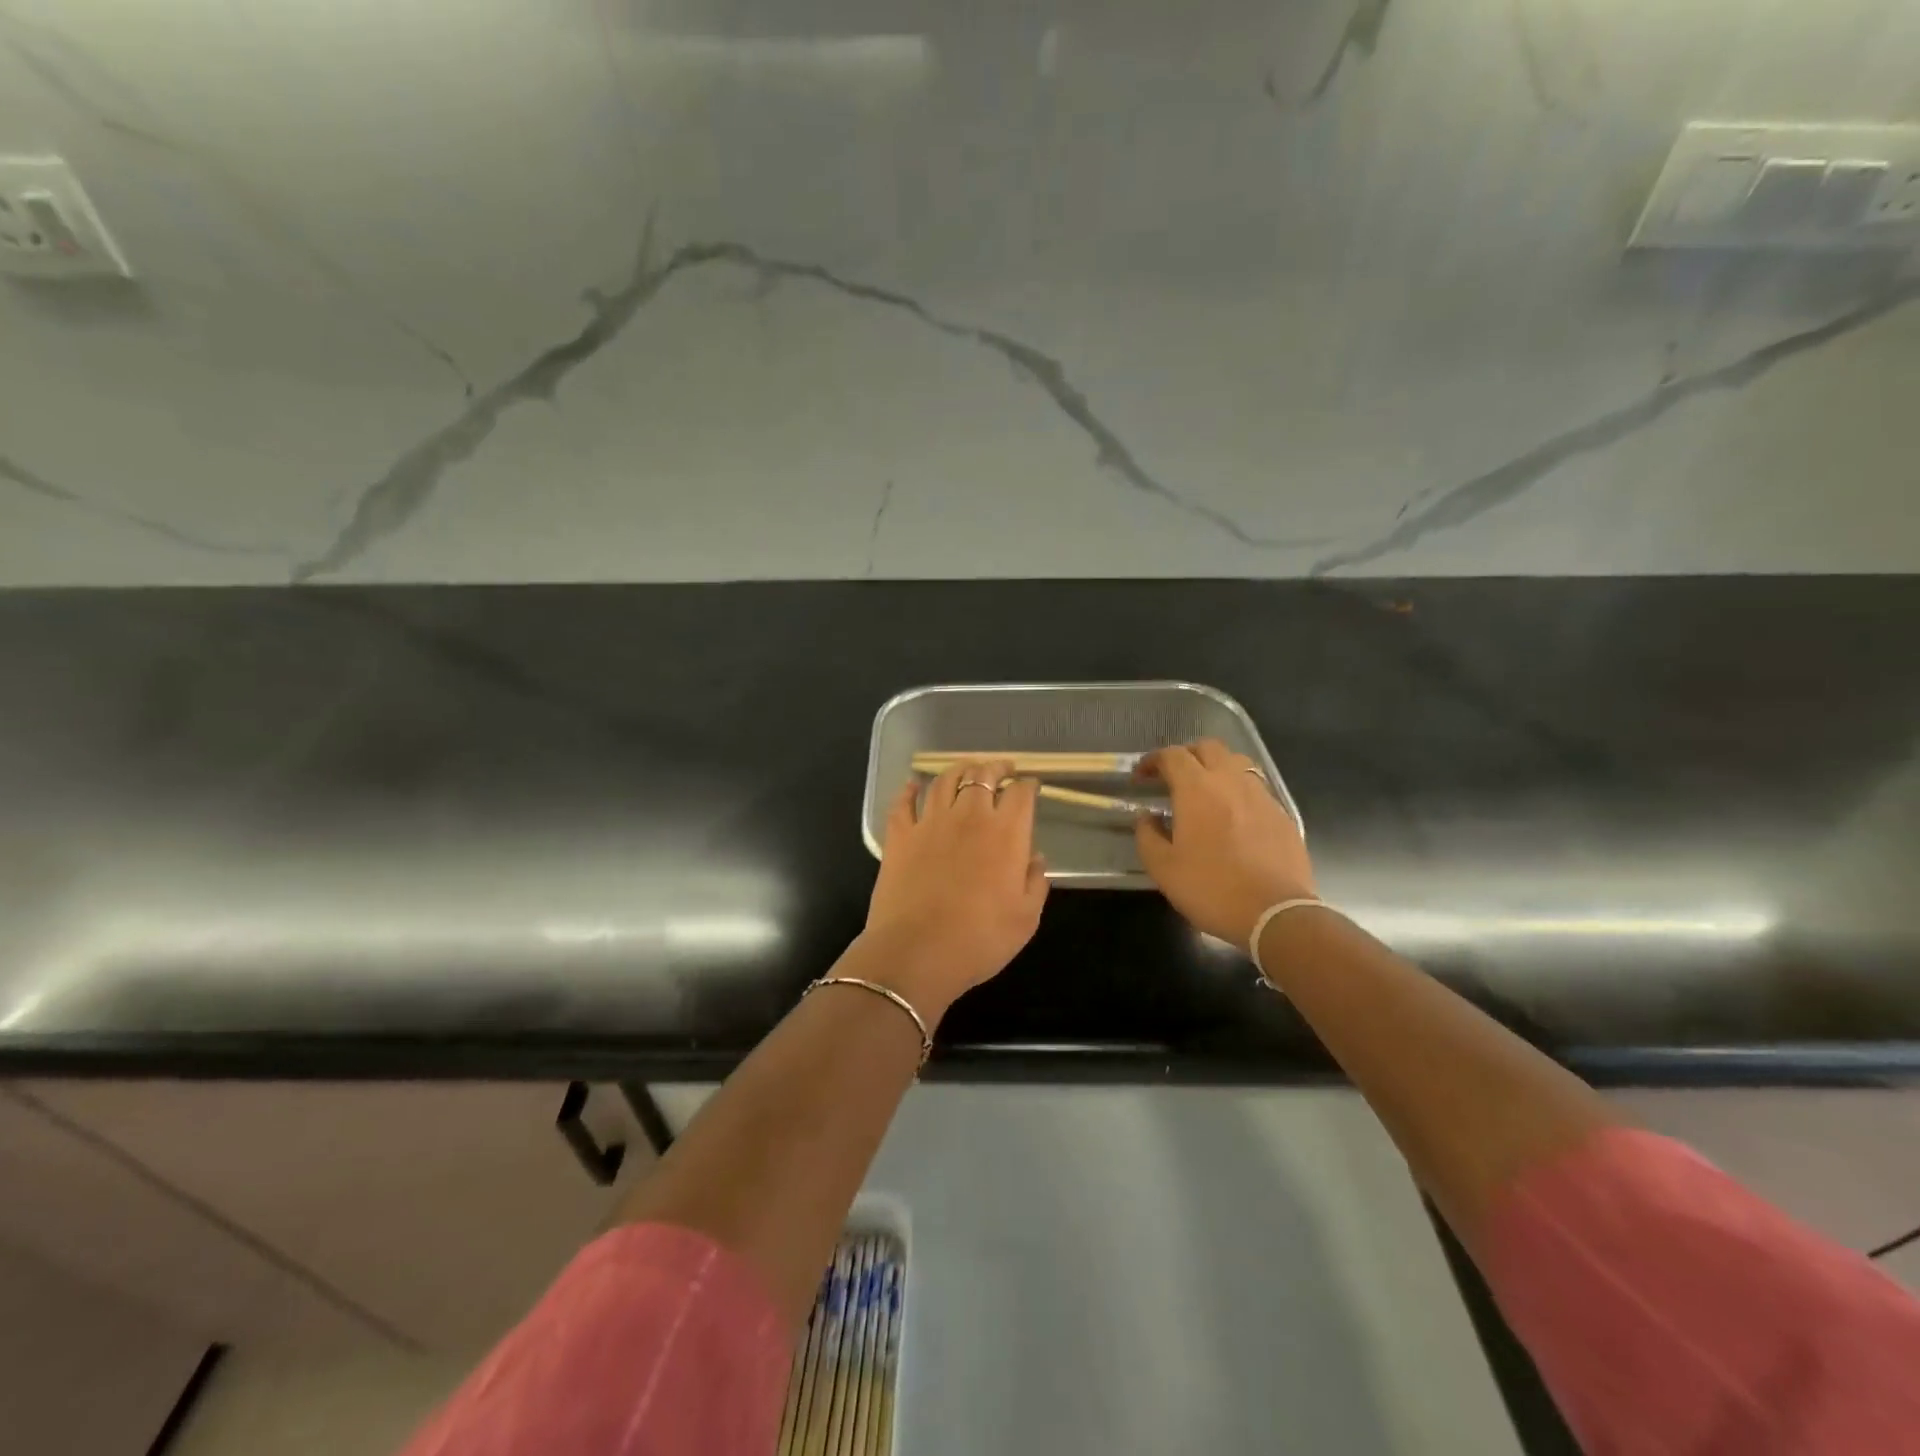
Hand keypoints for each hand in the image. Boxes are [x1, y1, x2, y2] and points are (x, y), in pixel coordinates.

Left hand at [862, 760, 1048, 1019]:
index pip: (1021, 794)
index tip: (1031, 787)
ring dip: (959, 770)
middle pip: (983, 775)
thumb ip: (1035, 883)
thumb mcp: (1025, 919)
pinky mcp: (900, 835)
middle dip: (996, 767)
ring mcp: (930, 822)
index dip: (1028, 786)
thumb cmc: (979, 940)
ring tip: (966, 769)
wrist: (916, 953)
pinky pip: (904, 802)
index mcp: (1006, 833)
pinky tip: (913, 785)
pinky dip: (910, 790)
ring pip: (945, 780)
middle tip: (1002, 769)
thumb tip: (1035, 858)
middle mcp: (969, 816)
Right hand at [1133, 740, 1315, 948]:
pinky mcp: (1282, 814)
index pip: (1172, 755)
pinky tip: (1234, 817)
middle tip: (1173, 777)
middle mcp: (1230, 782)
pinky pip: (1256, 788)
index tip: (1141, 777)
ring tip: (1205, 792)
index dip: (1153, 760)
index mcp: (1197, 789)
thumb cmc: (1211, 888)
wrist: (1275, 914)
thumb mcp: (1163, 868)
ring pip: (1237, 763)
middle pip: (1208, 747)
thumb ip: (1147, 836)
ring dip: (1216, 768)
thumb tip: (1147, 817)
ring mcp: (1261, 796)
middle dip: (1186, 755)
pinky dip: (1239, 791)